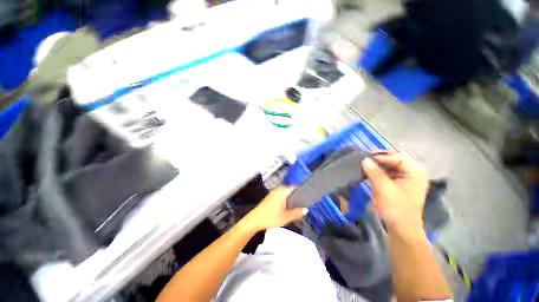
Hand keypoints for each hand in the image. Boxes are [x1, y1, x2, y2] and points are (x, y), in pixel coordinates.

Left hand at [242, 187, 307, 231]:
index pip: (292, 186)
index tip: (306, 192)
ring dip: (289, 195)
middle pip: (288, 188)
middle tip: (303, 198)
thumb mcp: (285, 217)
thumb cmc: (270, 218)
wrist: (254, 220)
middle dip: (295, 192)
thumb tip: (306, 209)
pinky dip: (285, 197)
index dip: (300, 188)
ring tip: (297, 201)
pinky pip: (280, 194)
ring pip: (283, 191)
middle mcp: (277, 191)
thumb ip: (296, 213)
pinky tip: (287, 204)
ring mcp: (272, 194)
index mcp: (281, 193)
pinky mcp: (269, 197)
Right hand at [362, 152, 428, 235]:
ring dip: (377, 164)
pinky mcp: (397, 183)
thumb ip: (375, 173)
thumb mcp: (385, 189)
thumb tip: (365, 159)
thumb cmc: (396, 209)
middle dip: (379, 158)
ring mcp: (405, 177)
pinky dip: (377, 170)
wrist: (400, 228)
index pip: (398, 157)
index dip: (382, 156)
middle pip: (394, 159)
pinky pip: (387, 172)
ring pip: (390, 165)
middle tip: (364, 158)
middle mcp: (412, 172)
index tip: (366, 157)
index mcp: (415, 172)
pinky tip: (369, 171)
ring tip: (364, 163)